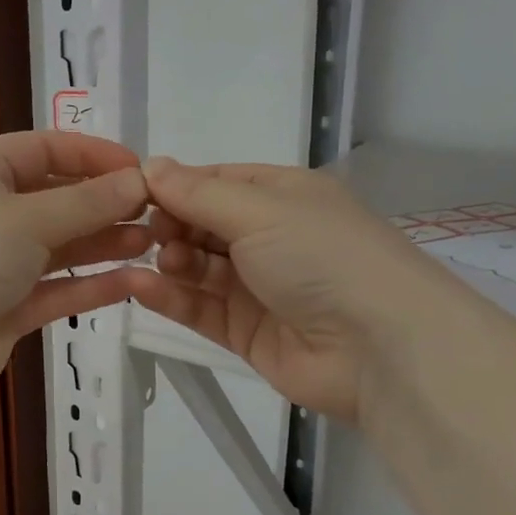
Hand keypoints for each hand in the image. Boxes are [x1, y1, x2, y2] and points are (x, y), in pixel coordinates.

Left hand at [0, 132, 150, 396]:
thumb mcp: (27, 217)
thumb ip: (86, 201)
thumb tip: (138, 181)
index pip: (43, 149)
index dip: (92, 155)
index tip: (139, 169)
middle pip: (55, 199)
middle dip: (104, 203)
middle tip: (155, 211)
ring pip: (59, 246)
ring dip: (103, 242)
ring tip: (153, 242)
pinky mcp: (7, 308)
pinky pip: (56, 289)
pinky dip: (91, 284)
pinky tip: (133, 281)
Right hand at [130, 158, 442, 423]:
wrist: (380, 348)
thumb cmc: (322, 257)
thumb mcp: (259, 210)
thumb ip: (197, 193)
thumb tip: (148, 165)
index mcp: (281, 196)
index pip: (215, 182)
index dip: (175, 186)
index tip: (135, 194)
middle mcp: (269, 237)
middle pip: (202, 225)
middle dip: (171, 225)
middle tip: (151, 233)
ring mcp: (257, 287)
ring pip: (197, 268)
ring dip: (170, 260)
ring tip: (164, 262)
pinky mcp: (245, 332)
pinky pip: (198, 308)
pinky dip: (169, 297)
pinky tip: (140, 288)